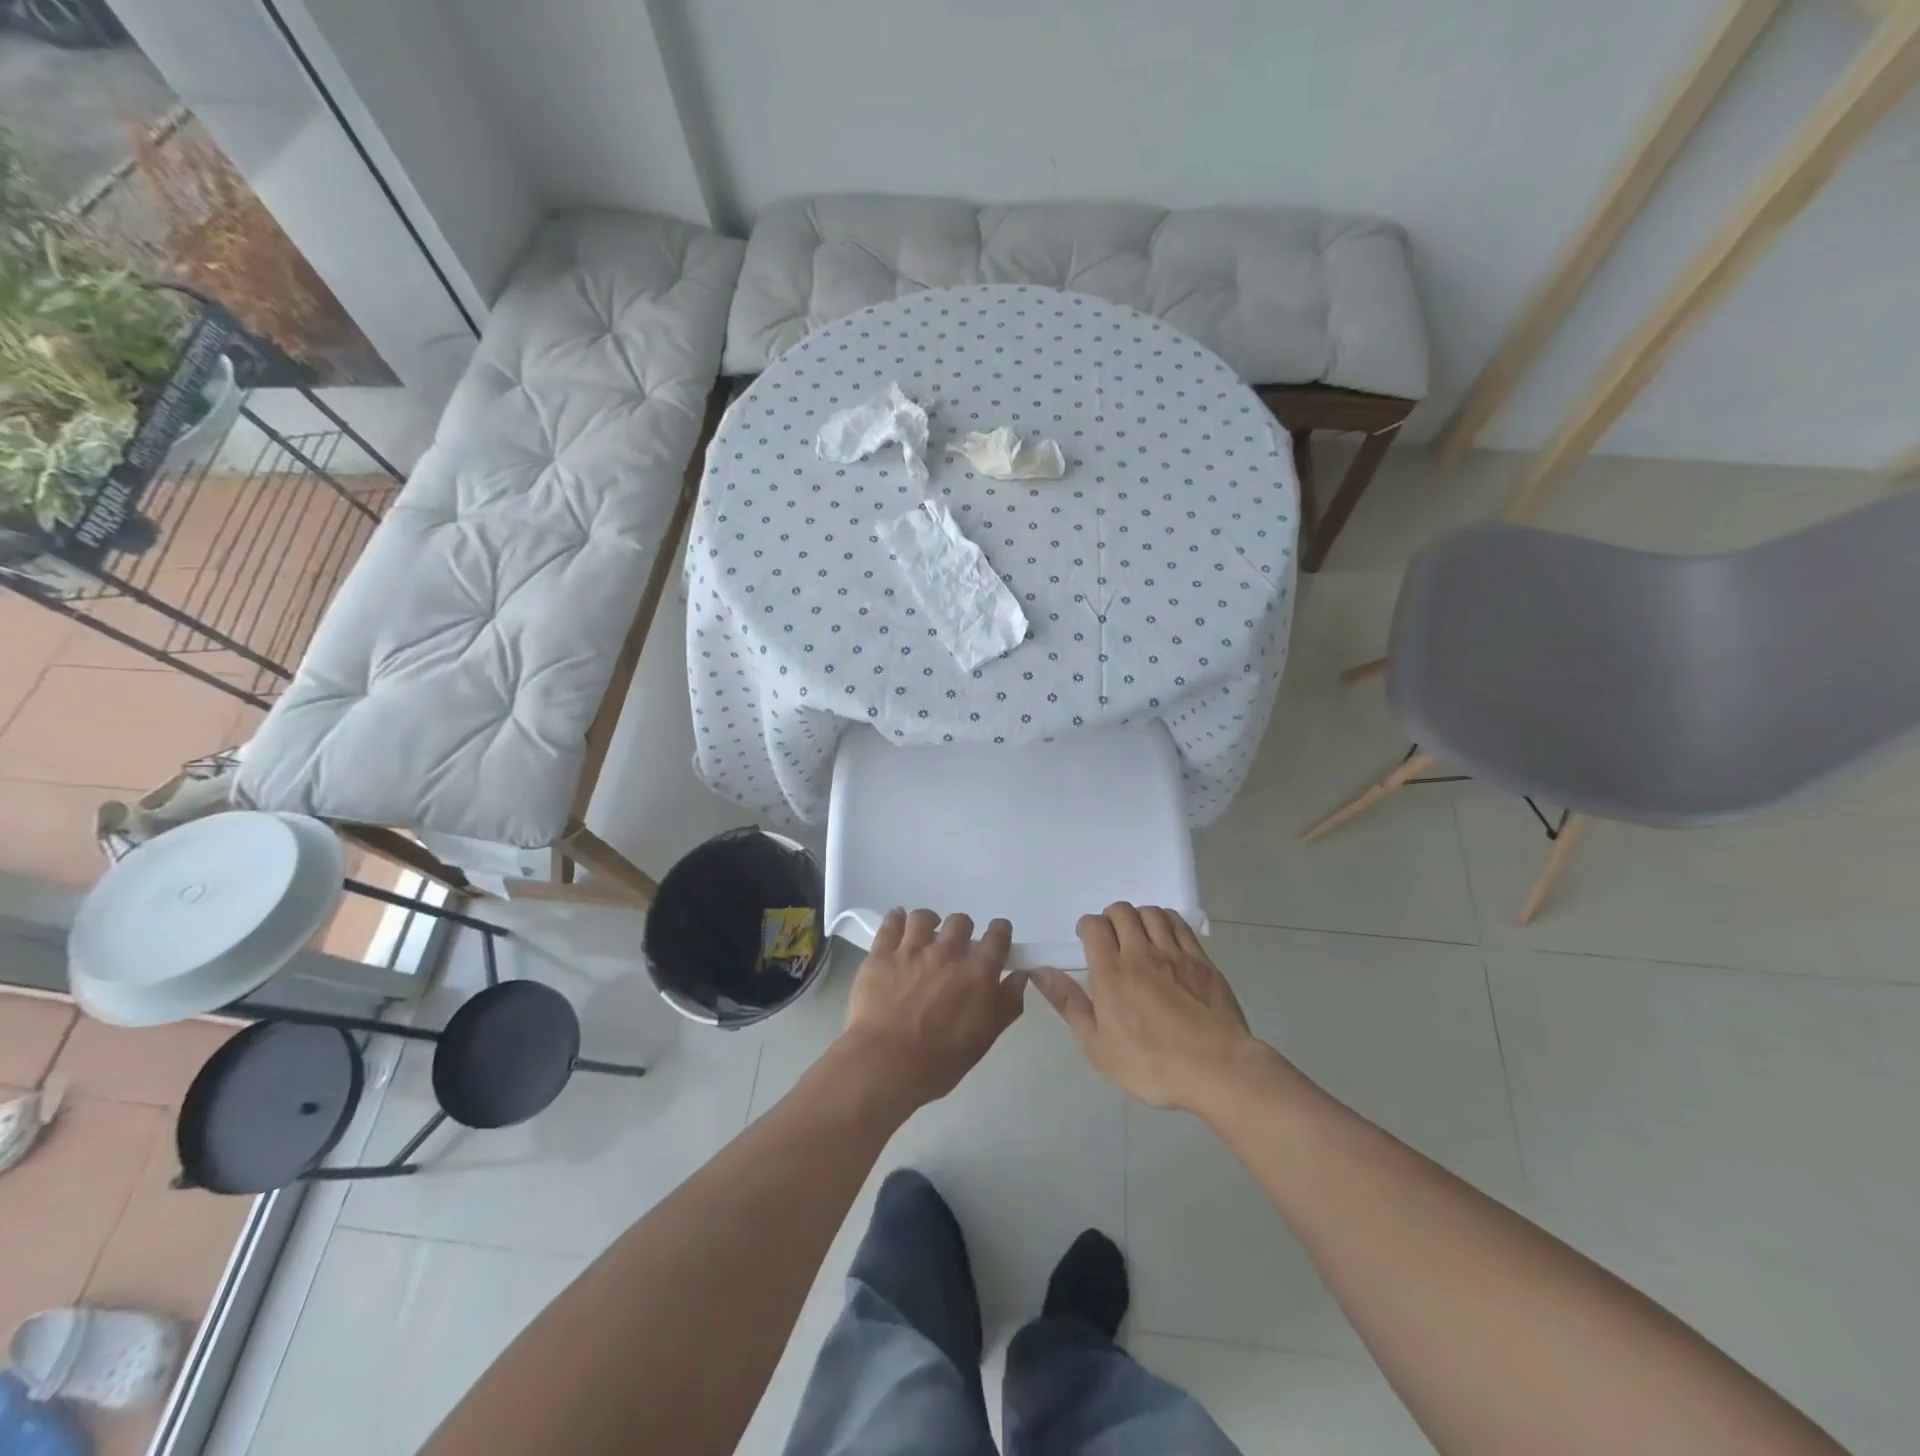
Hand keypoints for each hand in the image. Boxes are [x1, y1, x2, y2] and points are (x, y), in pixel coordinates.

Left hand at [839, 908, 1026, 1110]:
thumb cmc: (940, 1061)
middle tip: (956, 947)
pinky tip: (898, 921)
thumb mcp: (985, 1038)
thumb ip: (1007, 1003)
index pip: (998, 935)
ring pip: (924, 917)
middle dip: (962, 930)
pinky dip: (896, 919)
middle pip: (960, 921)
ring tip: (924, 935)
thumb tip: (1019, 976)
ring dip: (928, 922)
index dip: (999, 931)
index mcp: (977, 972)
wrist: (886, 1065)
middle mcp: (947, 952)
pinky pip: (891, 924)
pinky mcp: (881, 954)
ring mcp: (912, 950)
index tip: (997, 936)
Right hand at [1033, 903, 1263, 1114]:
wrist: (1217, 1070)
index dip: (1086, 926)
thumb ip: (1069, 1004)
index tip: (1086, 941)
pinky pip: (1179, 924)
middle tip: (1112, 939)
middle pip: (1122, 911)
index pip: (1093, 926)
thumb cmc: (1151, 1065)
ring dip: (1139, 917)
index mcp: (1111, 972)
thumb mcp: (1098, 1046)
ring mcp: (1175, 953)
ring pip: (1151, 912)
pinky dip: (1166, 921)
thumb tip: (1039, 972)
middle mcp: (1141, 953)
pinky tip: (1165, 936)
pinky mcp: (1201, 960)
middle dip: (1111, 918)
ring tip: (1138, 936)